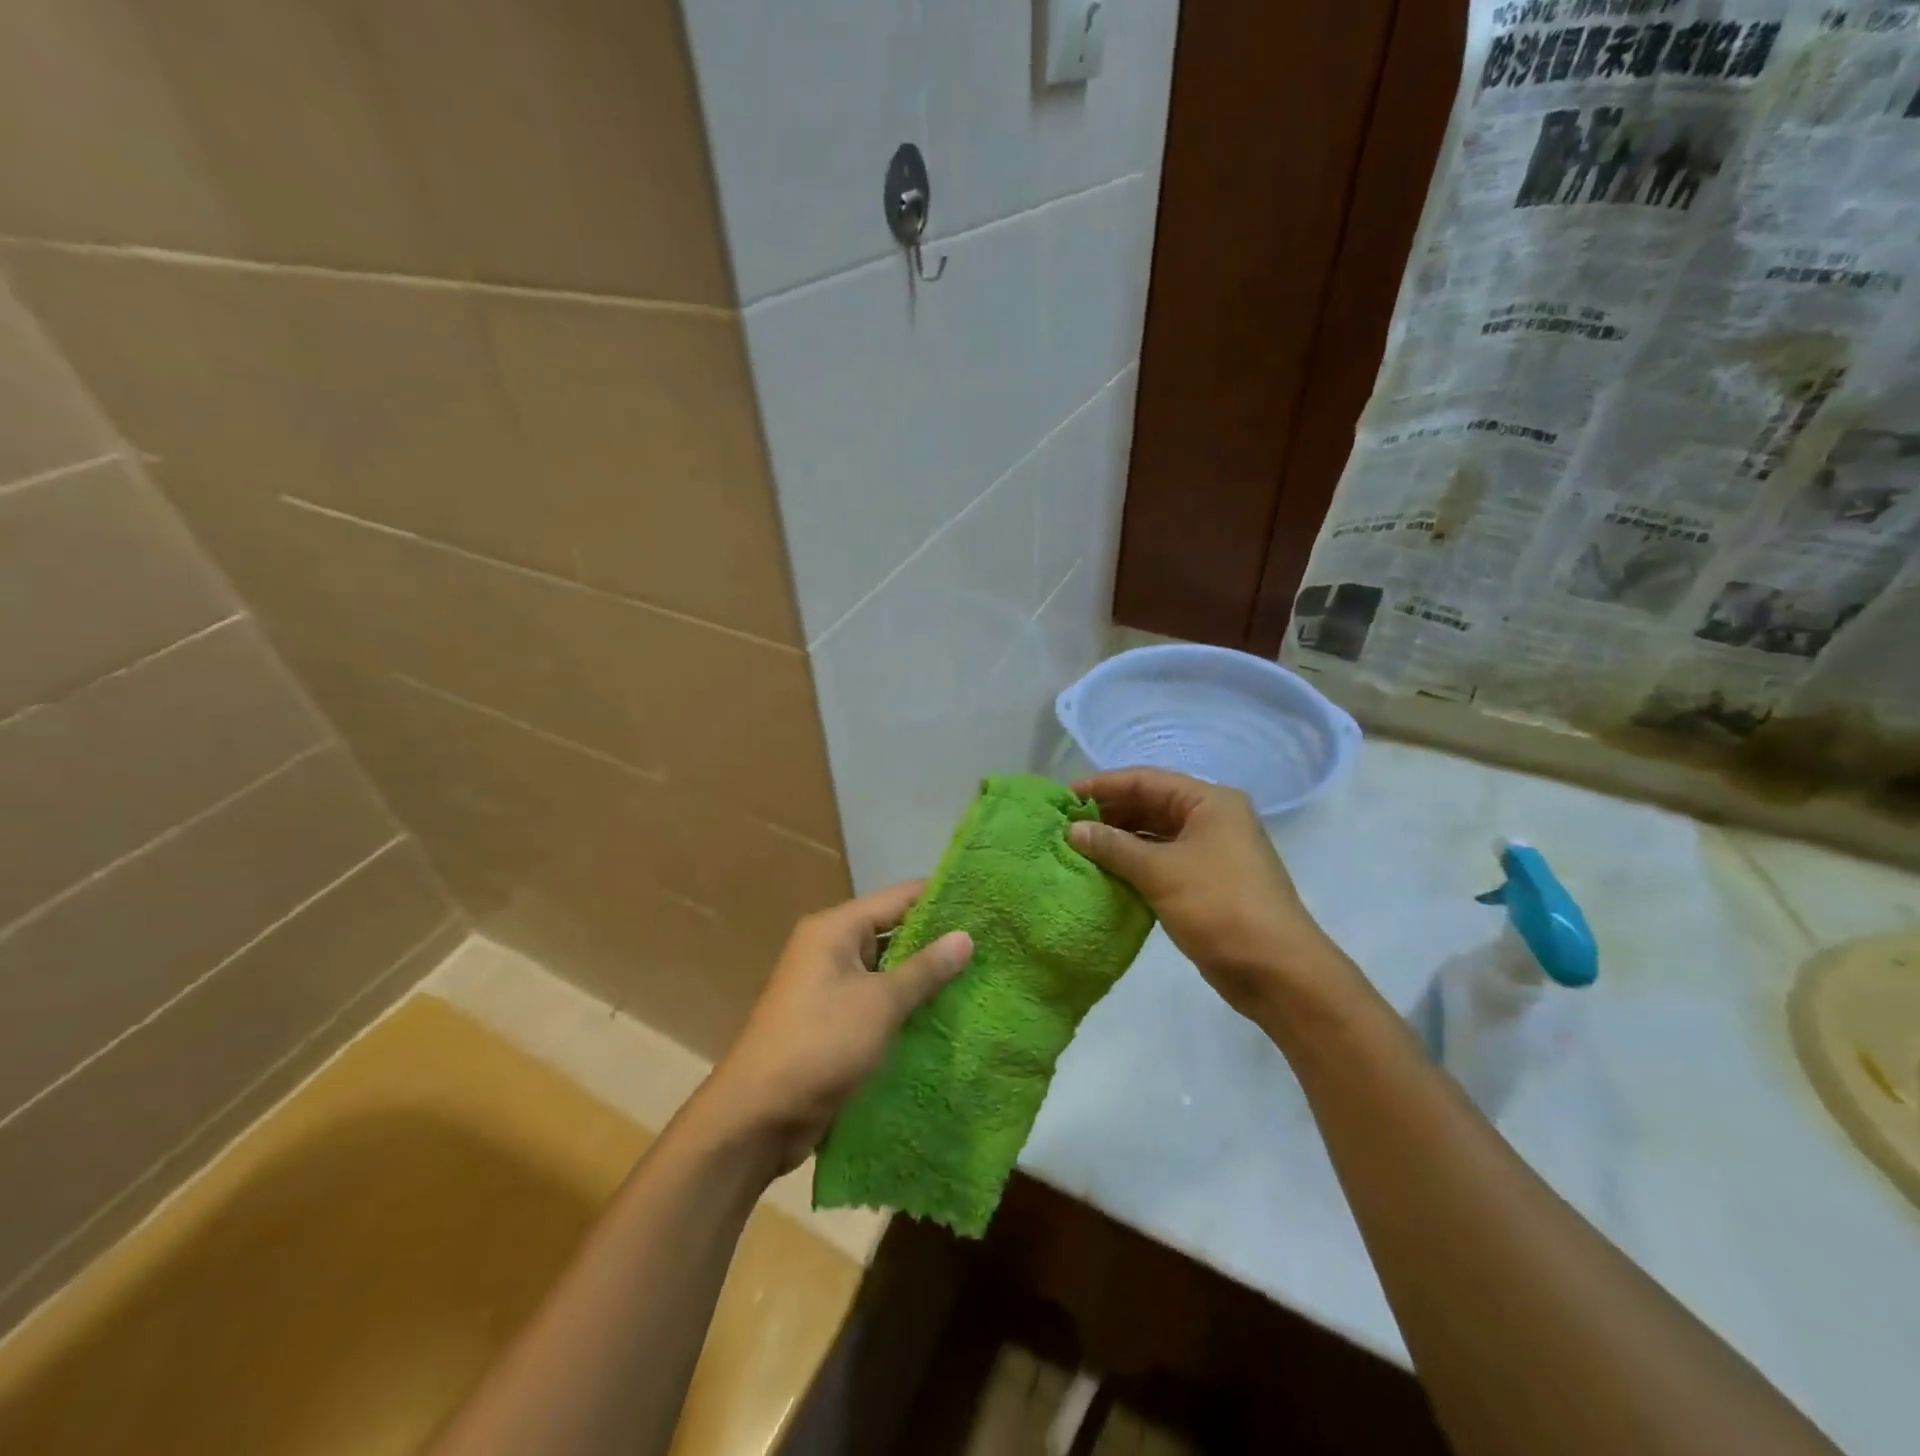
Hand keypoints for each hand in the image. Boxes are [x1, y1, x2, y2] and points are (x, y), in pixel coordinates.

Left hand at [698, 882, 972, 1174]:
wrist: (757, 1117)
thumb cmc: (820, 1044)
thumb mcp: (879, 1003)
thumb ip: (925, 969)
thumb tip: (966, 936)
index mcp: (835, 928)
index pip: (898, 897)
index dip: (940, 898)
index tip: (985, 903)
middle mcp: (830, 948)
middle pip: (893, 931)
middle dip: (937, 941)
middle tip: (991, 945)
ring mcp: (830, 986)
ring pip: (888, 970)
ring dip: (924, 977)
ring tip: (980, 977)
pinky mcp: (833, 1021)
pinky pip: (878, 1001)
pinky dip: (906, 1005)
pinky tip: (946, 1014)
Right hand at [1068, 768, 1357, 1029]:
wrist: (1276, 971)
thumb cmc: (1220, 906)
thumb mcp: (1160, 871)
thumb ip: (1114, 846)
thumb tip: (1073, 829)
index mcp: (1209, 802)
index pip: (1146, 780)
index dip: (1103, 786)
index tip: (1064, 797)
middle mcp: (1212, 819)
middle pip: (1150, 805)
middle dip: (1109, 813)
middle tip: (1065, 825)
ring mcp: (1211, 852)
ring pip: (1154, 835)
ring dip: (1119, 840)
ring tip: (1077, 847)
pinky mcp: (1206, 882)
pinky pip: (1162, 861)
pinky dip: (1133, 864)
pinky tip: (1104, 872)